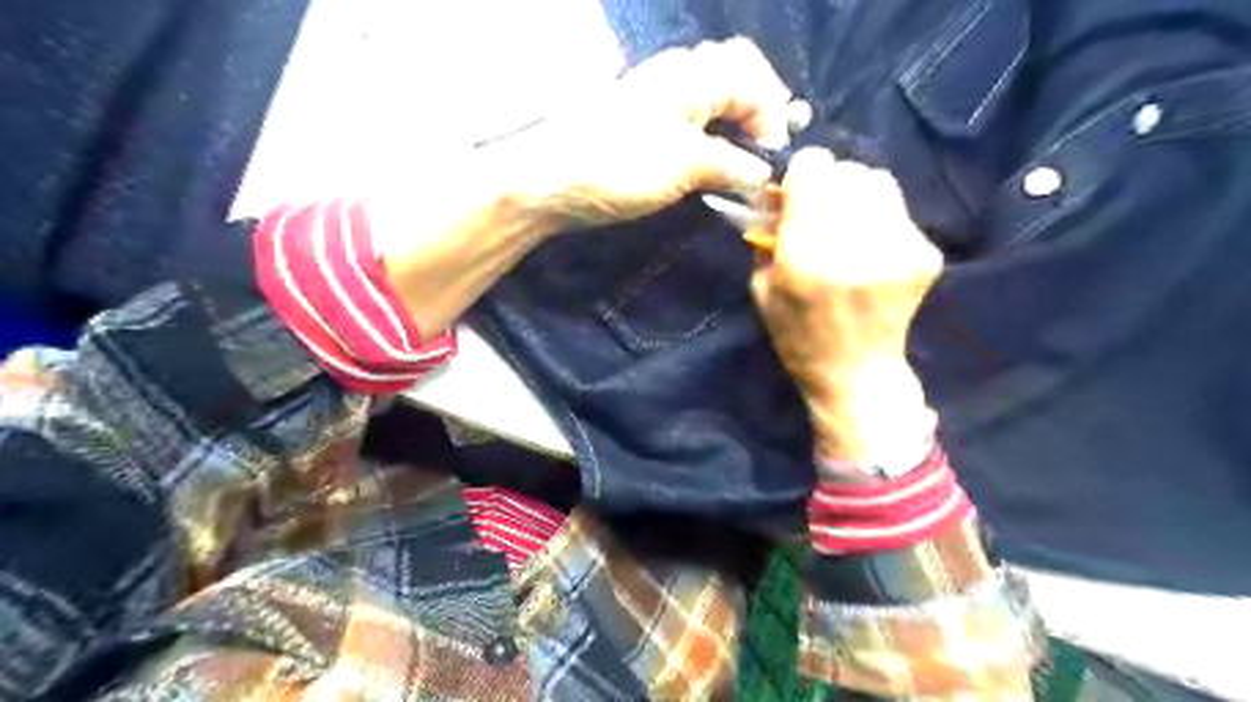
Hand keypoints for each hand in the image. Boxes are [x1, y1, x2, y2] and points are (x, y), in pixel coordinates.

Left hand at [513, 36, 796, 229]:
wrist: (548, 180)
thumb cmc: (620, 166)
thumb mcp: (687, 166)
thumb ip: (733, 165)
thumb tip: (763, 174)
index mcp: (693, 75)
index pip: (754, 77)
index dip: (774, 116)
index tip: (773, 161)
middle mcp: (677, 75)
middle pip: (734, 74)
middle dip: (758, 110)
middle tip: (765, 151)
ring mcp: (655, 97)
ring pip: (711, 96)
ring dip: (734, 124)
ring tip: (743, 160)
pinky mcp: (640, 123)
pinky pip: (689, 117)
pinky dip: (710, 135)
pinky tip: (711, 160)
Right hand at [747, 149, 941, 459]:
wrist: (857, 374)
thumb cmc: (798, 338)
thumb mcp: (762, 289)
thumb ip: (767, 235)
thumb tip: (778, 193)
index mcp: (807, 257)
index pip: (814, 168)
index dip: (801, 174)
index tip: (795, 193)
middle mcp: (856, 245)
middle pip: (846, 171)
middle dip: (827, 184)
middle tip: (820, 210)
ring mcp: (898, 248)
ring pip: (877, 181)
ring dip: (856, 195)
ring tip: (847, 225)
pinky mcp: (925, 254)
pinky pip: (897, 209)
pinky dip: (879, 217)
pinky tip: (869, 247)